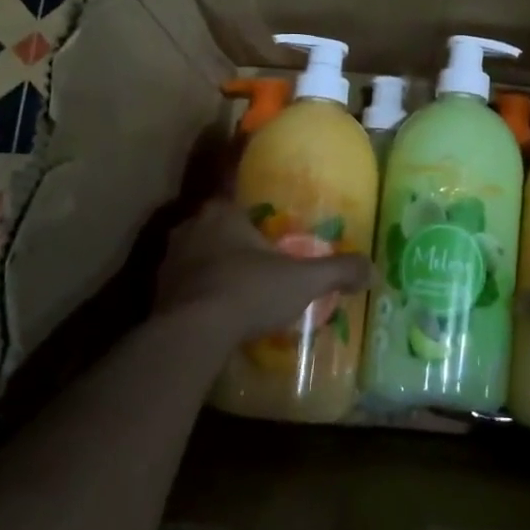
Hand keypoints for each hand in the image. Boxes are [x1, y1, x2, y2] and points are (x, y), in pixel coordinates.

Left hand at [156, 200, 374, 345]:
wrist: (191, 334)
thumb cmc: (249, 291)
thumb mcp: (303, 281)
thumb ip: (338, 271)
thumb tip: (373, 270)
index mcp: (222, 212)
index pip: (235, 194)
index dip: (251, 209)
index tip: (264, 223)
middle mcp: (190, 227)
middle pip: (216, 226)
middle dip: (234, 240)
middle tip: (257, 258)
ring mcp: (169, 260)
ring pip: (197, 255)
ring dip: (213, 266)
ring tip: (238, 287)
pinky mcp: (156, 292)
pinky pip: (183, 284)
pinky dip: (198, 293)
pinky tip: (215, 311)